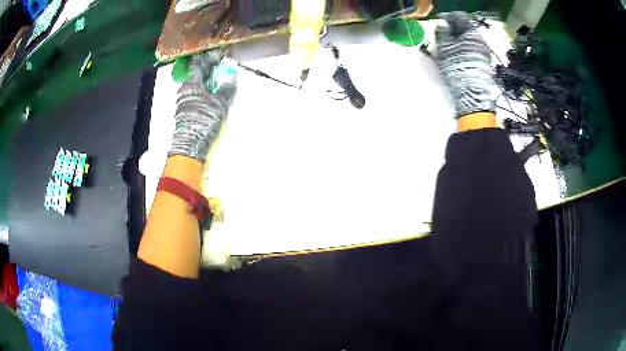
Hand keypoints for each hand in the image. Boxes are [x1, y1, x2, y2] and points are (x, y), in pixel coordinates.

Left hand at [169, 49, 237, 161]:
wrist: (190, 144)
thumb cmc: (203, 120)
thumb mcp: (218, 103)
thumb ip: (226, 89)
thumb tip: (231, 78)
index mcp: (191, 84)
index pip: (201, 64)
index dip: (211, 57)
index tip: (222, 54)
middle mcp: (185, 89)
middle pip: (197, 73)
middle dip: (209, 67)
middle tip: (221, 64)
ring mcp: (184, 99)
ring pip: (196, 83)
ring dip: (207, 78)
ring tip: (218, 76)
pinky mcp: (185, 108)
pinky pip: (195, 91)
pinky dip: (204, 87)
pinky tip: (211, 91)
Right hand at [435, 12, 495, 117]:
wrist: (472, 95)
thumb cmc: (457, 68)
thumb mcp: (445, 48)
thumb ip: (443, 33)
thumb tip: (442, 24)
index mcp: (473, 33)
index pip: (460, 17)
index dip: (448, 16)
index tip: (439, 20)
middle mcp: (481, 41)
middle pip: (466, 28)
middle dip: (454, 28)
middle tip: (442, 31)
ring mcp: (484, 53)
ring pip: (469, 40)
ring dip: (458, 39)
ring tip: (448, 44)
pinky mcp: (484, 64)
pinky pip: (472, 49)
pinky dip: (463, 48)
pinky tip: (456, 54)